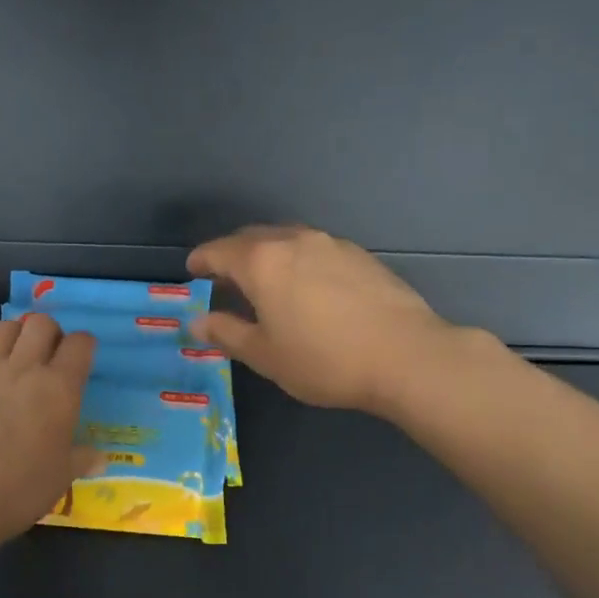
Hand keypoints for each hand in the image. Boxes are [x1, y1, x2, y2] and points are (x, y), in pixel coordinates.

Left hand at [0, 314, 98, 548]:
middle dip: (50, 332)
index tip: (82, 356)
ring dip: (16, 334)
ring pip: (5, 326)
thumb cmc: (19, 488)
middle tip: (49, 354)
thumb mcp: (61, 476)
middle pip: (41, 324)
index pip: (80, 344)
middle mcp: (25, 368)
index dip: (84, 345)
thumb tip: (101, 459)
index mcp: (60, 388)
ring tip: (16, 353)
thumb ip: (82, 459)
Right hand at [188, 225, 462, 412]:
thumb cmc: (324, 359)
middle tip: (223, 276)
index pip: (220, 251)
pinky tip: (306, 285)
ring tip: (264, 280)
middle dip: (232, 253)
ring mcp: (331, 244)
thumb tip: (196, 323)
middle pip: (252, 237)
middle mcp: (294, 241)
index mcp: (262, 262)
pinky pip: (314, 248)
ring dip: (267, 253)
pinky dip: (297, 259)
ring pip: (286, 239)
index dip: (202, 260)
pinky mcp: (360, 255)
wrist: (406, 355)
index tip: (192, 269)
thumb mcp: (265, 355)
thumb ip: (227, 333)